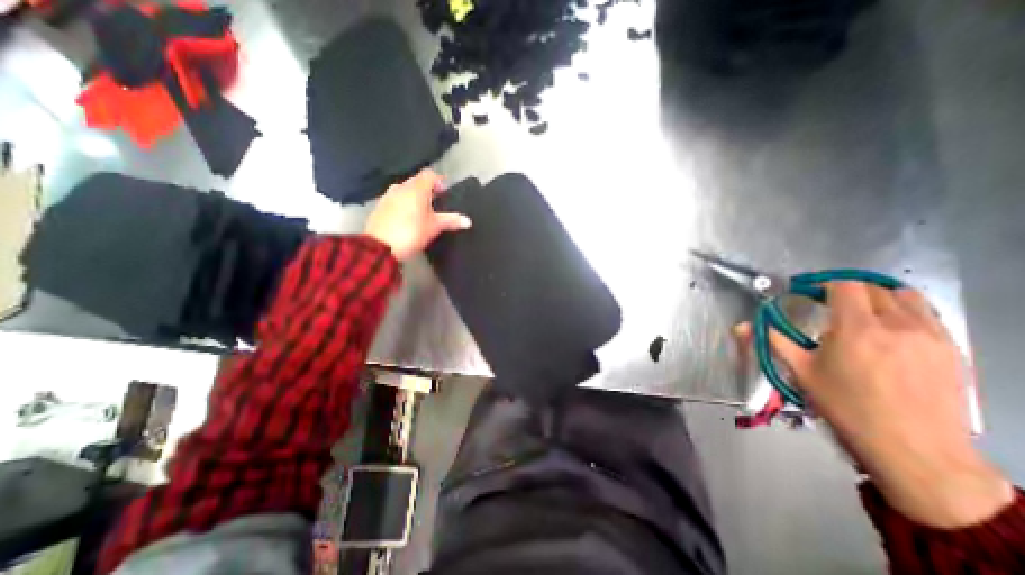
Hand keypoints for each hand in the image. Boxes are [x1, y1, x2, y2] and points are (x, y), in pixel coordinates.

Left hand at [364, 169, 471, 260]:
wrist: (380, 247)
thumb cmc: (411, 232)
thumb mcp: (434, 227)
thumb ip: (451, 221)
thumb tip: (468, 221)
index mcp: (416, 188)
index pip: (430, 174)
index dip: (439, 181)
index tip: (445, 194)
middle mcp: (401, 187)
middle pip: (417, 182)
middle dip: (428, 190)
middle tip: (436, 206)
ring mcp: (388, 196)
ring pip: (405, 191)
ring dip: (415, 198)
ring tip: (423, 213)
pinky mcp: (380, 206)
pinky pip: (396, 200)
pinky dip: (404, 205)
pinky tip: (408, 219)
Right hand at [760, 283, 1006, 529]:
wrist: (914, 449)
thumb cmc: (846, 407)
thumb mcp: (801, 373)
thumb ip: (773, 341)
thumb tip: (740, 326)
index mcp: (856, 329)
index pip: (843, 286)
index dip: (822, 284)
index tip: (807, 294)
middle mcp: (897, 325)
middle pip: (872, 287)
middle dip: (845, 290)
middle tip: (828, 305)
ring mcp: (931, 336)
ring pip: (904, 297)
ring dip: (878, 298)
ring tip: (861, 314)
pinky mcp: (952, 349)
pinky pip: (927, 315)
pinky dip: (903, 312)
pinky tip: (889, 332)